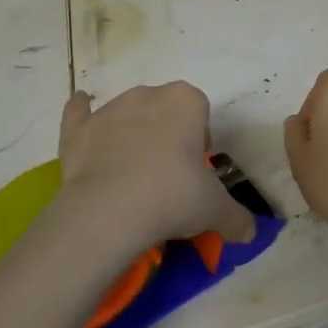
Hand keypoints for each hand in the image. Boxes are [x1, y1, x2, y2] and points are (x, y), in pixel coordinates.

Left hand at [55, 82, 256, 250]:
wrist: (110, 211)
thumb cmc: (173, 197)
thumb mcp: (215, 210)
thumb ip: (236, 217)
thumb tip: (249, 232)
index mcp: (186, 101)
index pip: (200, 112)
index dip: (199, 140)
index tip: (195, 172)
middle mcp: (148, 95)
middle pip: (164, 110)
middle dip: (167, 135)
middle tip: (168, 178)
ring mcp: (110, 109)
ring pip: (127, 114)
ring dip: (132, 134)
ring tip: (132, 177)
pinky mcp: (78, 129)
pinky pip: (79, 112)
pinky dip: (81, 114)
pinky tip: (83, 116)